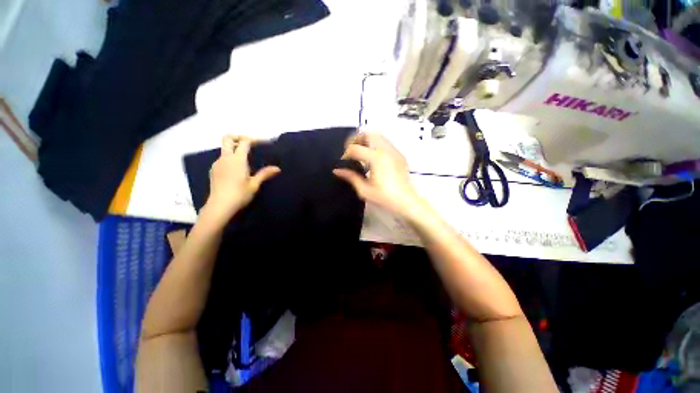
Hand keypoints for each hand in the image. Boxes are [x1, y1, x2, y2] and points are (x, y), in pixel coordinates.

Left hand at [202, 135, 279, 224]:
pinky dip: (229, 158)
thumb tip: (277, 168)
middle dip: (238, 137)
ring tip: (245, 159)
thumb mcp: (254, 184)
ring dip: (234, 149)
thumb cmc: (240, 194)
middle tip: (249, 143)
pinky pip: (222, 158)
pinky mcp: (213, 170)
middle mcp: (225, 158)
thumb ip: (265, 174)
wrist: (220, 206)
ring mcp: (217, 163)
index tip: (264, 142)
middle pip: (227, 138)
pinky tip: (236, 170)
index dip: (254, 139)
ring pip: (224, 149)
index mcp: (237, 160)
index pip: (244, 142)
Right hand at [334, 132, 426, 218]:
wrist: (406, 201)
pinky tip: (373, 157)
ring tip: (361, 152)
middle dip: (356, 139)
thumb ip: (350, 177)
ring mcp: (394, 151)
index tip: (343, 162)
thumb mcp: (364, 190)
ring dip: (367, 140)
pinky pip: (385, 142)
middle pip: (368, 134)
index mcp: (376, 158)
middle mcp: (385, 150)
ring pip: (378, 135)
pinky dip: (376, 144)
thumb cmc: (385, 197)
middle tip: (351, 150)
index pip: (355, 148)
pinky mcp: (399, 154)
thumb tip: (336, 170)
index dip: (346, 154)